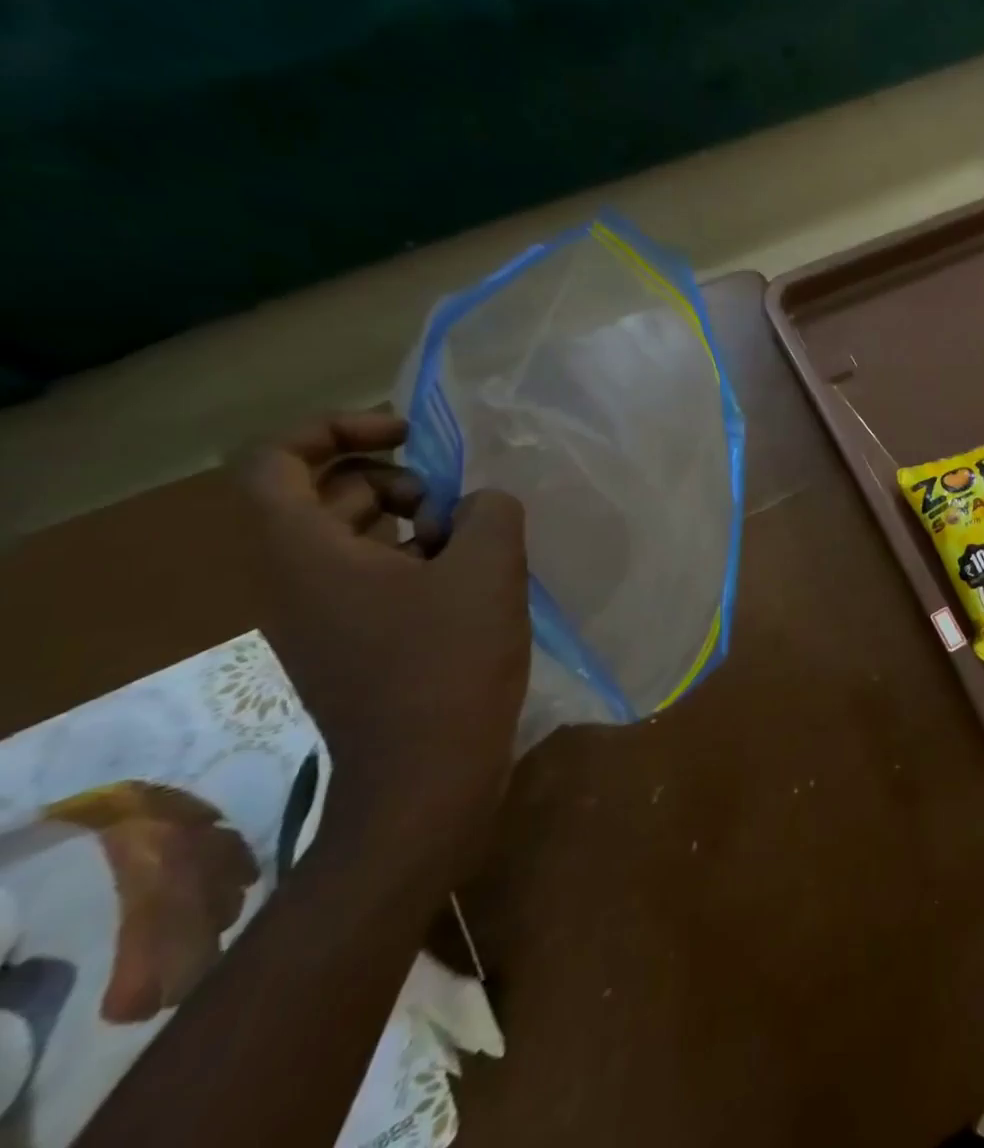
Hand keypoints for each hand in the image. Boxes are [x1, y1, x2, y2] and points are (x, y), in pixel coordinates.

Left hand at [233, 412, 529, 878]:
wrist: (425, 774)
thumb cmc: (450, 663)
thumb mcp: (489, 568)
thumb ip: (491, 510)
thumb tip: (481, 505)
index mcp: (306, 552)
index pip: (275, 459)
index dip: (336, 427)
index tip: (407, 433)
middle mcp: (295, 577)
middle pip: (324, 491)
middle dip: (395, 479)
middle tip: (456, 504)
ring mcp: (320, 612)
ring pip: (354, 532)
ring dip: (415, 520)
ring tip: (473, 544)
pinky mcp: (351, 639)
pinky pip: (372, 572)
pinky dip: (418, 558)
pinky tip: (471, 580)